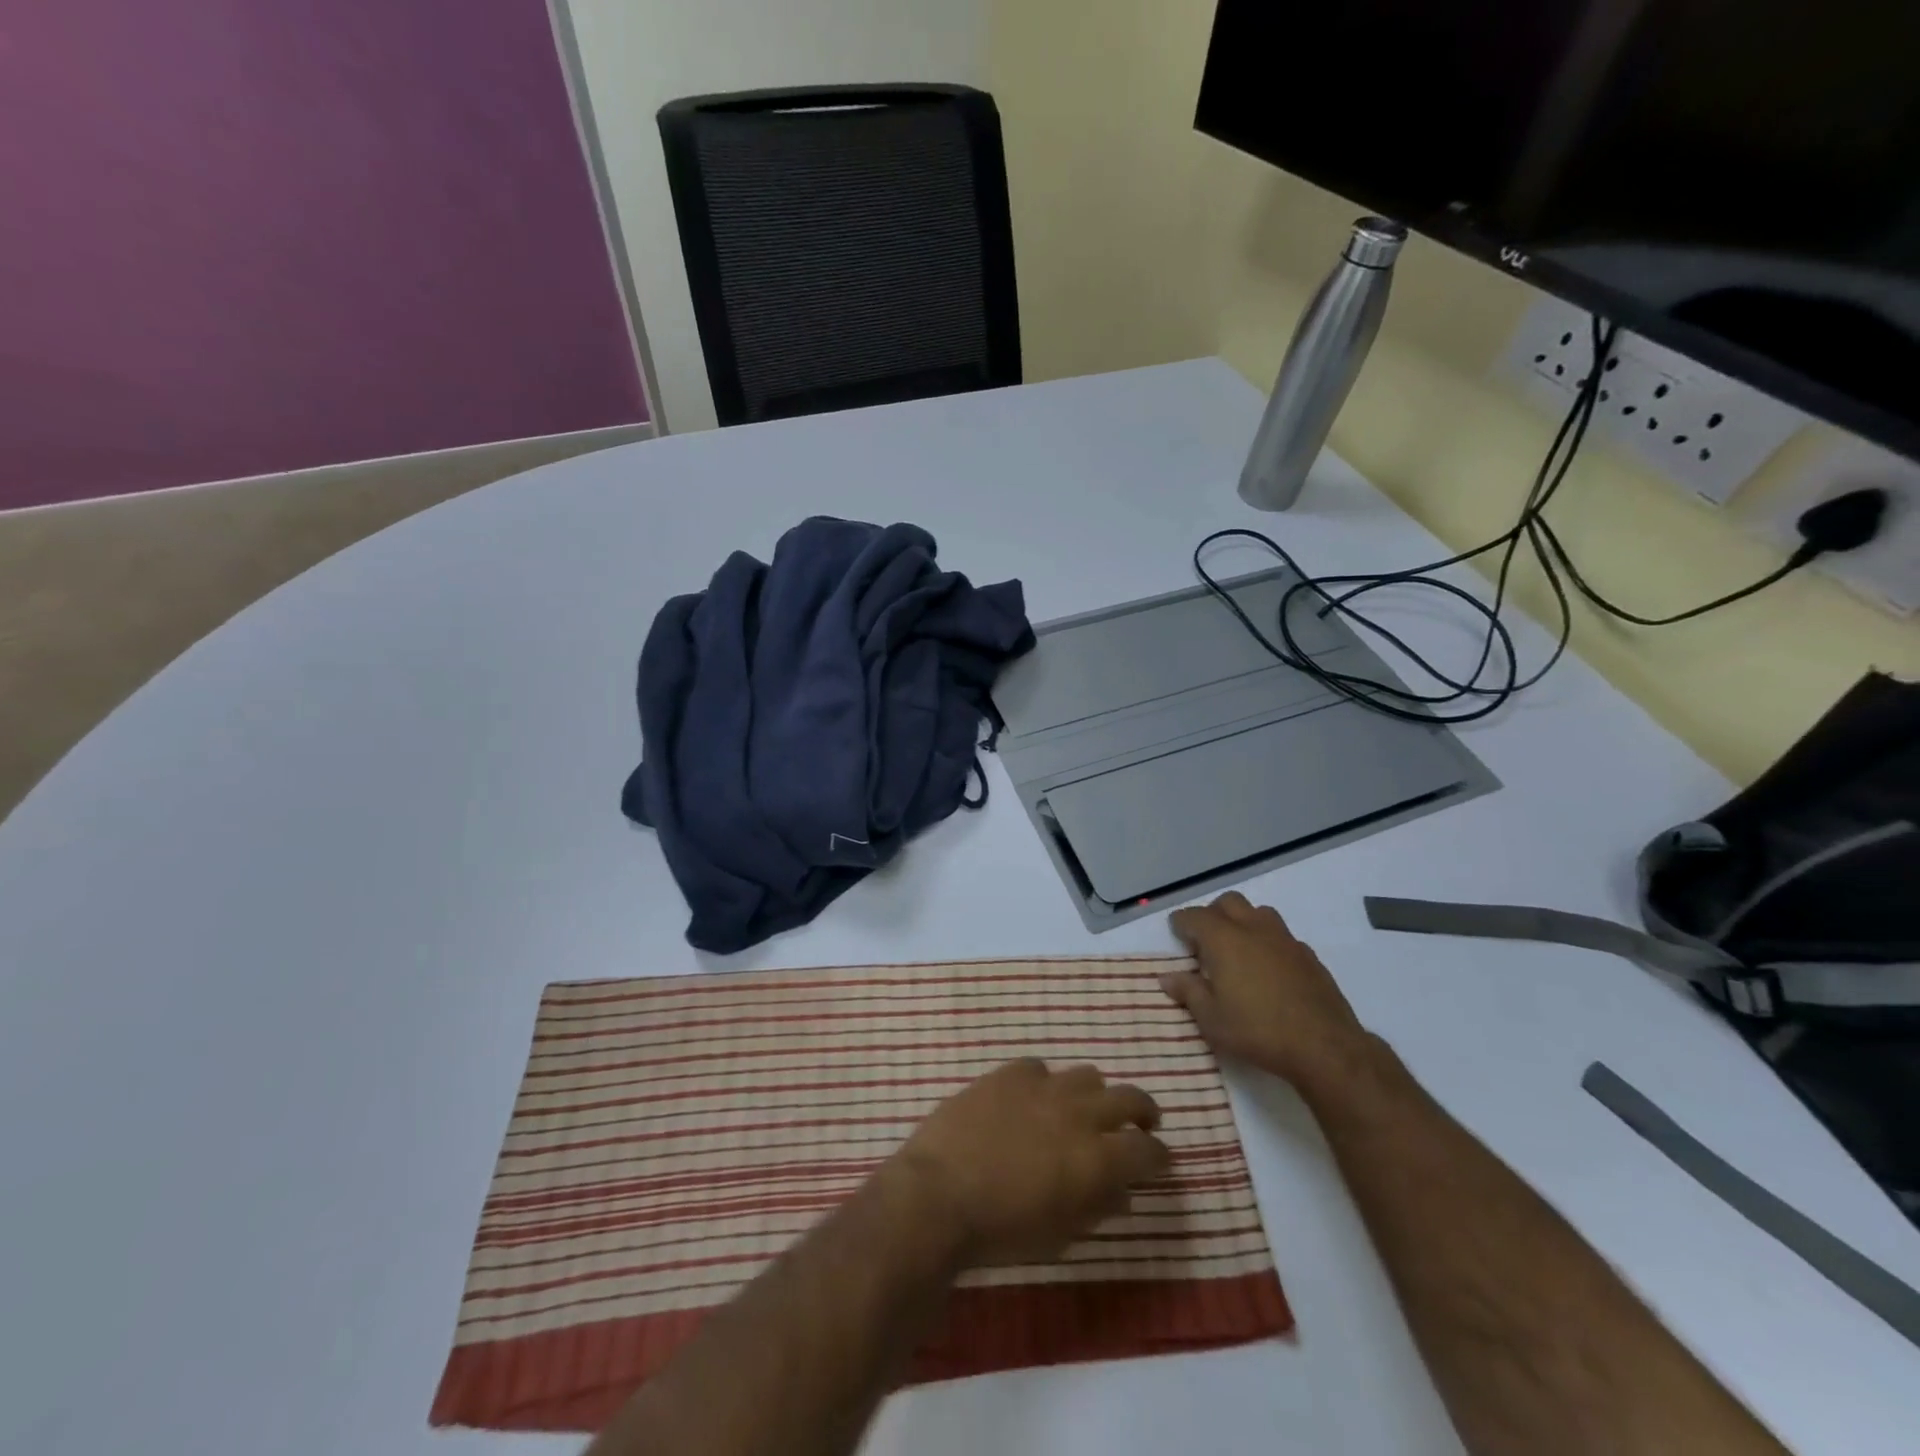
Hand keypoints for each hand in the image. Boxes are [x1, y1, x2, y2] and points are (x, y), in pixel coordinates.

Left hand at [890, 1060, 1170, 1266]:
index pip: (1148, 1150)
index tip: (1158, 1160)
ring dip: (1094, 1094)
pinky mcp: (1009, 1073)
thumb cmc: (1002, 1230)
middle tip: (1139, 1124)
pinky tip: (1032, 1099)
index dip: (1159, 1156)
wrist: (940, 1193)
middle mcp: (1079, 1113)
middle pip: (1129, 1098)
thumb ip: (1097, 1207)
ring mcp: (1043, 1087)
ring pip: (1086, 1075)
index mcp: (1098, 1159)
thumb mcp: (1060, 1234)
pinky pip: (1039, 1068)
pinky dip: (1044, 1084)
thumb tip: (1122, 1192)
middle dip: (1141, 1112)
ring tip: (1083, 1109)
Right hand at [1162, 892, 1371, 1092]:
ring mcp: (1285, 940)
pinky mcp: (1309, 956)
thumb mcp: (1211, 1019)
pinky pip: (1282, 936)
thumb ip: (1188, 992)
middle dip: (1213, 914)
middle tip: (1205, 941)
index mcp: (1224, 939)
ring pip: (1259, 913)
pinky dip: (1268, 943)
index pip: (1194, 916)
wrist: (1324, 1047)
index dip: (1181, 922)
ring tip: (1238, 950)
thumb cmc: (1257, 1031)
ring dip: (1243, 922)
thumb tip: (1168, 977)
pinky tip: (1268, 969)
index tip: (1176, 932)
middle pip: (1229, 902)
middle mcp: (1254, 929)